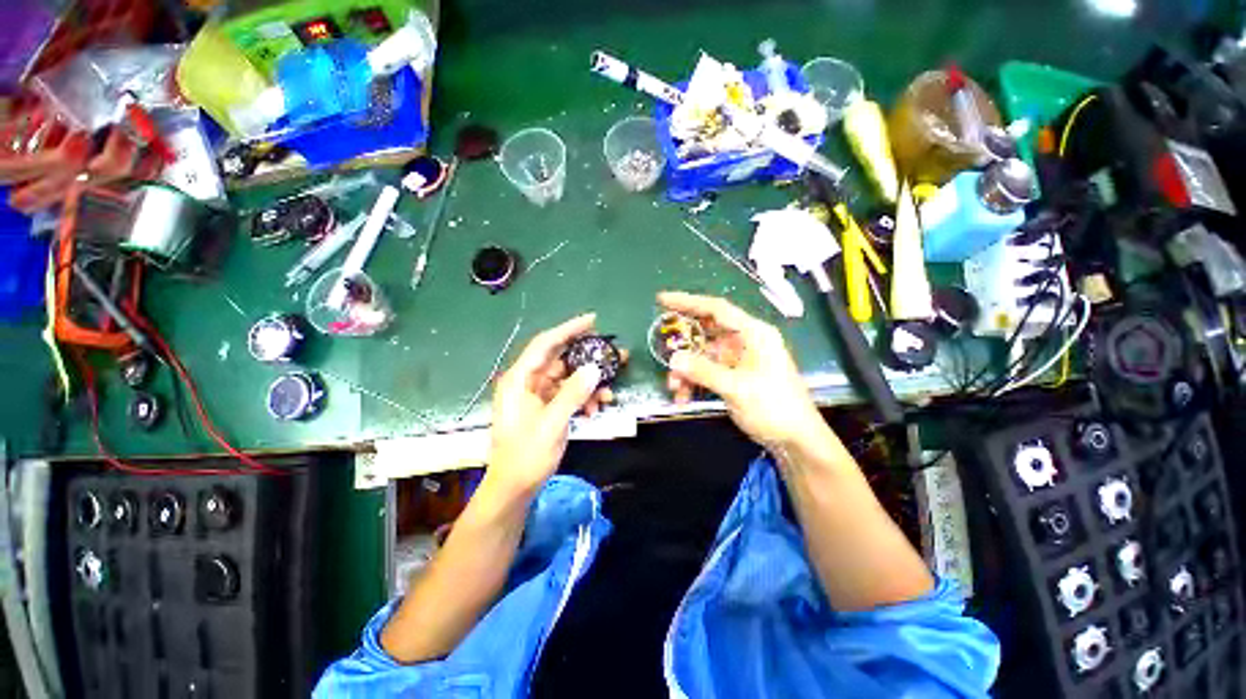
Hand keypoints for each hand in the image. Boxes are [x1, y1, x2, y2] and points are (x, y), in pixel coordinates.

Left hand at [486, 314, 617, 497]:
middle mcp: (528, 382)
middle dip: (588, 358)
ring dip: (589, 384)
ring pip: (568, 378)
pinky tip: (598, 407)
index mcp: (520, 380)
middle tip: (614, 355)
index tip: (593, 321)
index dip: (569, 329)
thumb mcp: (551, 424)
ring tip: (611, 390)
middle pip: (561, 359)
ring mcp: (537, 395)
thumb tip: (594, 369)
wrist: (514, 488)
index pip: (546, 344)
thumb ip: (572, 394)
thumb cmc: (525, 456)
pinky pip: (568, 394)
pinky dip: (584, 398)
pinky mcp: (546, 408)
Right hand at [659, 291, 826, 449]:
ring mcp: (739, 359)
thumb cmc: (774, 407)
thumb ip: (704, 371)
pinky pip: (707, 371)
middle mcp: (745, 341)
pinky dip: (694, 380)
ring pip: (703, 355)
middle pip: (706, 331)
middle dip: (683, 341)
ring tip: (673, 386)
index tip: (662, 300)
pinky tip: (684, 395)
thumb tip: (674, 359)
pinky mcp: (734, 375)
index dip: (688, 302)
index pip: (716, 309)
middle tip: (660, 342)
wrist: (795, 439)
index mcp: (753, 333)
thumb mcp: (737, 388)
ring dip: (686, 369)